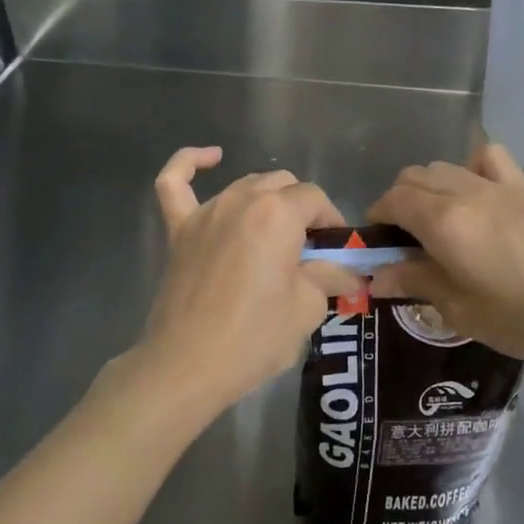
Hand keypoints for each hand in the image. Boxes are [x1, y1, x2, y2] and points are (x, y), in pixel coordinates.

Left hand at [103, 148, 357, 426]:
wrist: (187, 365)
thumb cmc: (254, 338)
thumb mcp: (305, 309)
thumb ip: (328, 278)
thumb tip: (349, 273)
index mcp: (277, 214)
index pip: (314, 198)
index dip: (331, 220)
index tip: (336, 251)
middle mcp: (241, 200)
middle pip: (282, 185)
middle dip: (302, 210)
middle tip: (308, 251)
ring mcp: (205, 212)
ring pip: (245, 185)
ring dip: (267, 200)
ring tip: (276, 234)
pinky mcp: (179, 230)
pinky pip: (174, 183)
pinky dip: (189, 164)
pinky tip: (210, 158)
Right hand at [367, 143, 523, 364]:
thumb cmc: (523, 315)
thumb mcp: (459, 309)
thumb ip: (414, 283)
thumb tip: (376, 277)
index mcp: (442, 221)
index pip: (392, 200)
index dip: (377, 219)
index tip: (379, 247)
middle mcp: (463, 192)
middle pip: (413, 177)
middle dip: (398, 202)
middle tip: (405, 242)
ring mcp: (497, 186)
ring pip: (444, 166)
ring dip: (428, 187)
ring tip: (437, 223)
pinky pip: (489, 158)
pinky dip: (472, 167)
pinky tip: (477, 195)